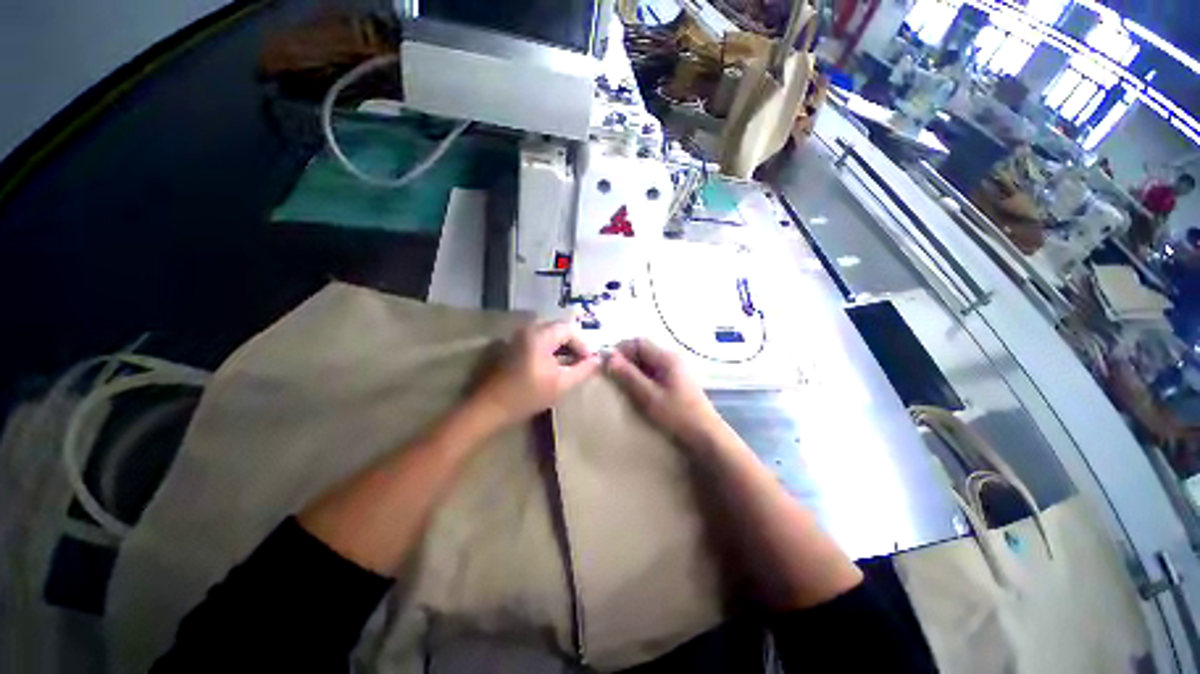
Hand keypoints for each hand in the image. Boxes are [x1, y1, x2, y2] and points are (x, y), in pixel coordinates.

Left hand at [469, 321, 600, 428]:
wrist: (490, 407)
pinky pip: (539, 341)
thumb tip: (598, 360)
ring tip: (571, 365)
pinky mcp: (514, 346)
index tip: (591, 362)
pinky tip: (555, 366)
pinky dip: (551, 350)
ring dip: (562, 348)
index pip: (570, 330)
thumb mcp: (561, 384)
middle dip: (574, 345)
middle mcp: (528, 330)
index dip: (583, 344)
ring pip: (549, 335)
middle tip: (583, 362)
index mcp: (540, 335)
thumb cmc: (527, 395)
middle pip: (559, 329)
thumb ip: (583, 370)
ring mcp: (519, 337)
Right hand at [605, 338, 725, 446]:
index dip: (620, 350)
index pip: (638, 342)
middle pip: (643, 350)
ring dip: (633, 368)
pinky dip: (642, 376)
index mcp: (667, 357)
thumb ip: (628, 375)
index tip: (607, 365)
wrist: (705, 435)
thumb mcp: (648, 396)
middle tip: (611, 376)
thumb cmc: (677, 415)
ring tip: (620, 384)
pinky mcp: (676, 380)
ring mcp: (675, 369)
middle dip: (625, 359)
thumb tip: (608, 357)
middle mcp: (672, 358)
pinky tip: (636, 390)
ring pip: (647, 361)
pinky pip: (654, 371)